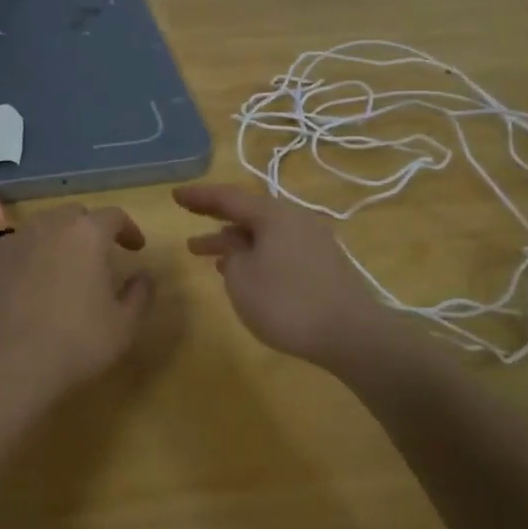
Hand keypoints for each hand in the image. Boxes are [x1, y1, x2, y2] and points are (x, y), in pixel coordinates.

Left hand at [0, 204, 153, 400]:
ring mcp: (15, 240)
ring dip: (59, 238)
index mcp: (88, 233)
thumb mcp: (125, 324)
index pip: (114, 216)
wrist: (9, 363)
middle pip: (75, 214)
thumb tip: (144, 276)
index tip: (136, 248)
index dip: (128, 229)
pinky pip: (17, 247)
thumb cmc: (77, 341)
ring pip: (43, 227)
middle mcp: (50, 226)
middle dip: (90, 228)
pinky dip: (31, 255)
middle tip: (99, 254)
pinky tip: (32, 282)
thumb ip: (141, 293)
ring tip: (64, 265)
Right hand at [174, 183, 398, 369]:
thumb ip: (231, 255)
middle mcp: (296, 219)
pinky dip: (257, 255)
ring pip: (265, 233)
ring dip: (237, 242)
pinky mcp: (324, 263)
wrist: (352, 333)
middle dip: (217, 220)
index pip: (228, 197)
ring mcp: (314, 240)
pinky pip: (280, 248)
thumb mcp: (243, 279)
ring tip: (210, 256)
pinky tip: (246, 273)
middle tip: (189, 222)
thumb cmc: (287, 303)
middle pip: (249, 213)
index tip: (175, 195)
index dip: (200, 196)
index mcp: (274, 214)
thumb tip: (236, 246)